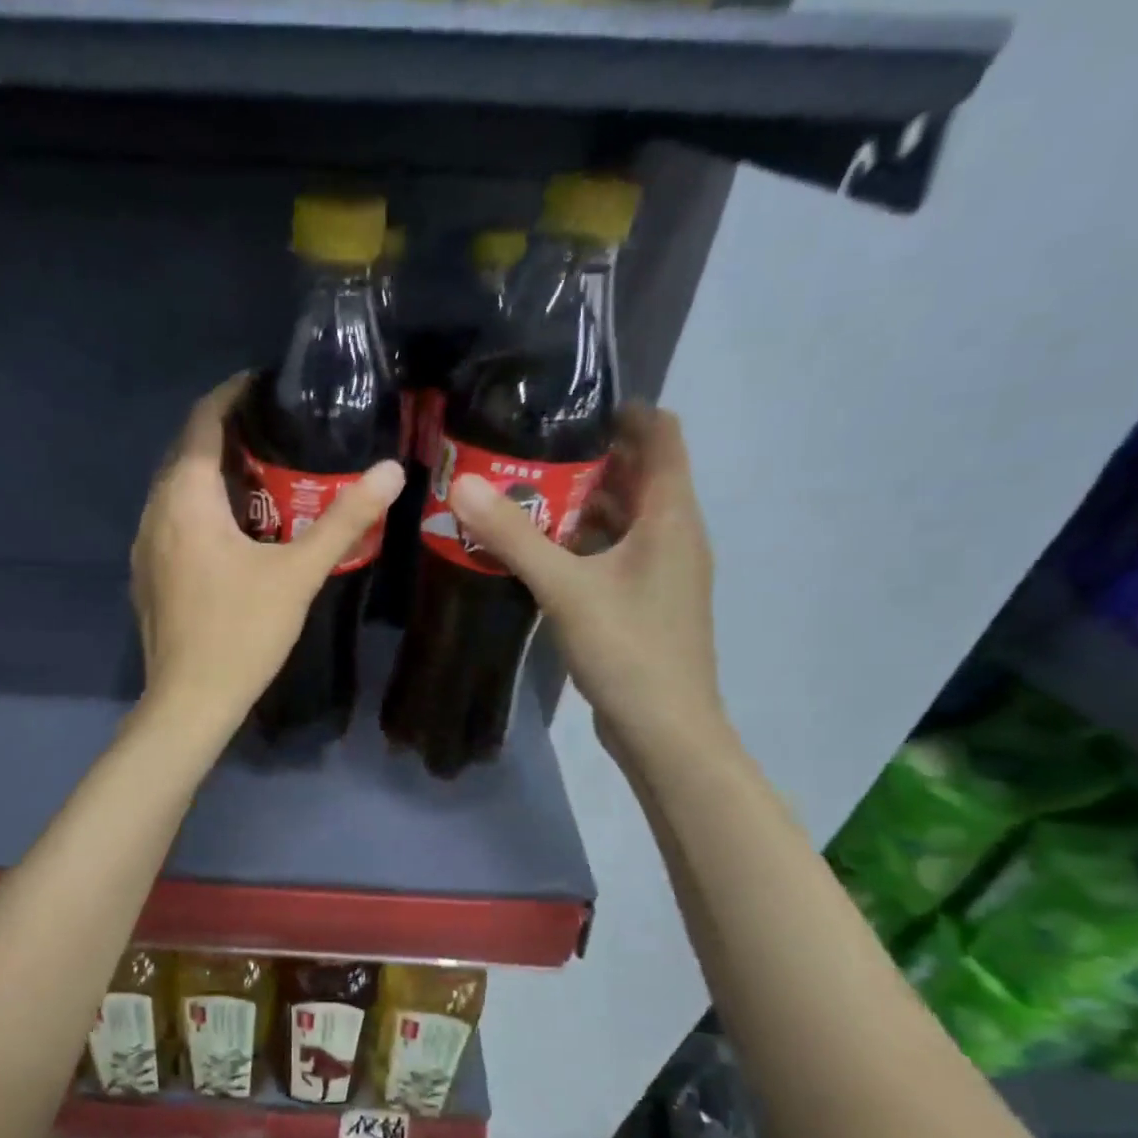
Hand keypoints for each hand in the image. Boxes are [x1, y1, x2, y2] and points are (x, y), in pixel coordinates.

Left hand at [132, 375, 404, 736]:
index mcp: (186, 500)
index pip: (201, 424)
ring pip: (175, 492)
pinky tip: (231, 531)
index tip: (263, 384)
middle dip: (224, 436)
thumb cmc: (242, 632)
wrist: (190, 701)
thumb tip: (392, 470)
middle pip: (185, 454)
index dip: (230, 396)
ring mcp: (145, 548)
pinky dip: (199, 510)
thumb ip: (345, 520)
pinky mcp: (147, 577)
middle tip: (274, 433)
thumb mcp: (299, 573)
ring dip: (210, 476)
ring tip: (259, 477)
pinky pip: (171, 522)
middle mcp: (155, 513)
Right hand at [447, 404, 724, 758]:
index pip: (662, 436)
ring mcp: (661, 572)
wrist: (664, 729)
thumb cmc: (627, 648)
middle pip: (638, 476)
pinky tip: (537, 553)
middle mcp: (674, 535)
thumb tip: (463, 484)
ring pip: (622, 520)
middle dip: (586, 460)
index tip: (568, 408)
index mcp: (670, 517)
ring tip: (521, 496)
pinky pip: (613, 555)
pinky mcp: (644, 602)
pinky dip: (580, 544)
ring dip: (578, 506)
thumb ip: (515, 537)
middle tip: (526, 452)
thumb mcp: (565, 588)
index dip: (624, 412)